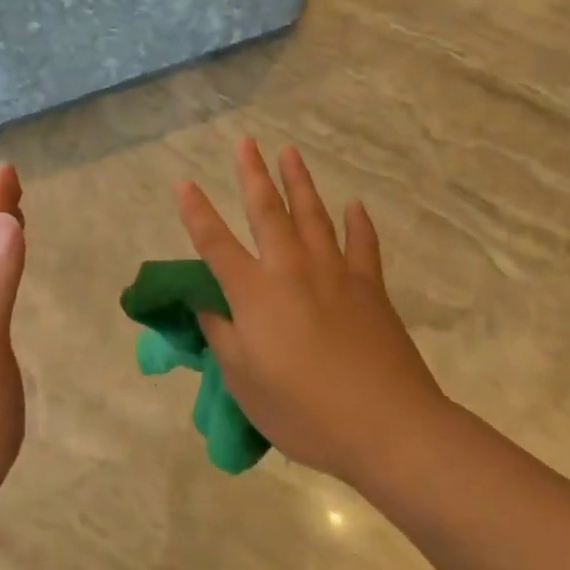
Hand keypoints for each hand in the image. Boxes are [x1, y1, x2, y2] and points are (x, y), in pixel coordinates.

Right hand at [175, 139, 445, 483]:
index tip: (182, 183)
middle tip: (245, 142)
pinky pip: (362, 244)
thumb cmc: (303, 411)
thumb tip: (207, 305)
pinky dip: (358, 223)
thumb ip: (221, 337)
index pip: (215, 243)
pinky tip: (354, 206)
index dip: (196, 212)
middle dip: (252, 174)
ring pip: (313, 216)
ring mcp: (335, 274)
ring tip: (289, 152)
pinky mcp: (370, 288)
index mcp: (254, 293)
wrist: (387, 426)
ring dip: (299, 182)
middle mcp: (291, 270)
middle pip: (268, 211)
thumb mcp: (244, 382)